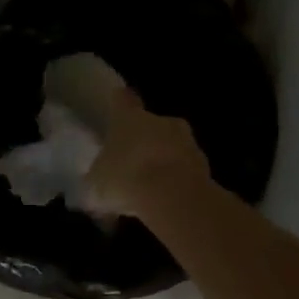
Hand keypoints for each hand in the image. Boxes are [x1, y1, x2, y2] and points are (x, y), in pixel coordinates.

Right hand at [84, 89, 210, 217]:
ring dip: (164, 160)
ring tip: (152, 187)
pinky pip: (186, 168)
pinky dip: (179, 179)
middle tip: (133, 162)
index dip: (119, 104)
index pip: (123, 99)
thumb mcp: (97, 181)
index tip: (117, 107)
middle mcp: (160, 120)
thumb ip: (97, 177)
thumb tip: (94, 180)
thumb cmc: (126, 177)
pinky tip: (168, 199)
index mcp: (129, 117)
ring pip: (172, 145)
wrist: (173, 195)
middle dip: (144, 140)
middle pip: (151, 124)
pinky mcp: (205, 163)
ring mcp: (186, 140)